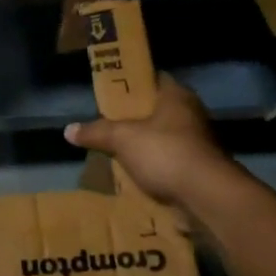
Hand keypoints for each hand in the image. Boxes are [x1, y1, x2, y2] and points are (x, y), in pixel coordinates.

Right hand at [64, 74, 234, 210]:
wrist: (207, 195)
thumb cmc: (165, 152)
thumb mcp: (122, 139)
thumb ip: (97, 132)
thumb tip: (68, 130)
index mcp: (177, 96)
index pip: (153, 79)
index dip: (132, 85)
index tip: (111, 94)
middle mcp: (192, 114)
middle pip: (159, 110)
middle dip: (136, 118)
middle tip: (109, 124)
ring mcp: (200, 142)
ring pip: (166, 138)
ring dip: (147, 146)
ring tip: (119, 153)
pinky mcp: (202, 168)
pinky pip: (172, 162)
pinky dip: (157, 168)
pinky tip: (138, 176)